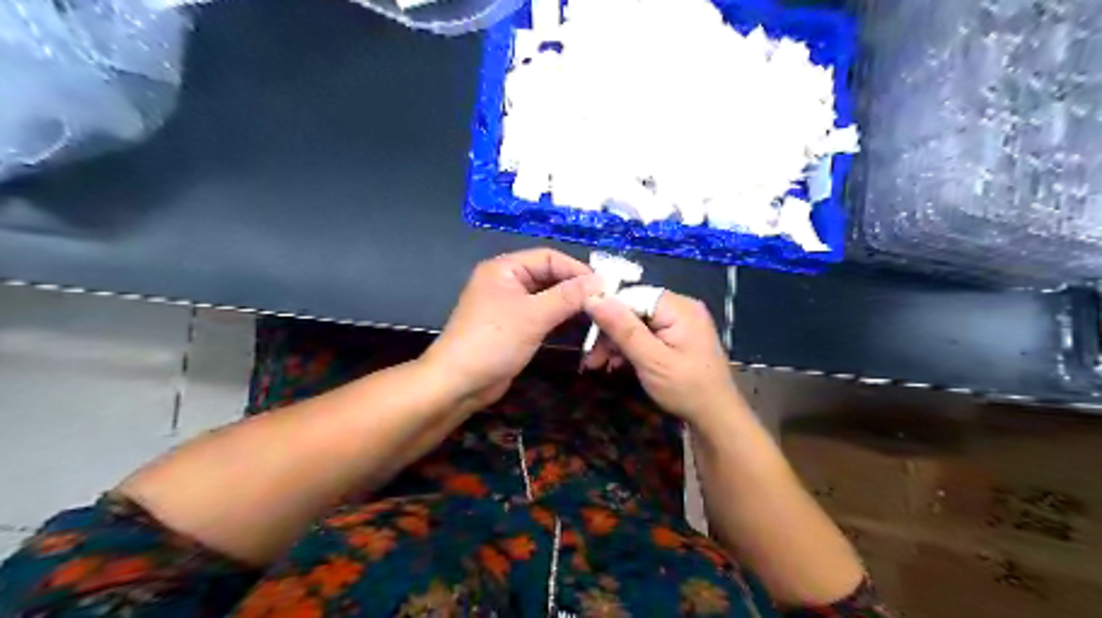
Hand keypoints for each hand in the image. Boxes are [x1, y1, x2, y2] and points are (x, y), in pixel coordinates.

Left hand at [423, 245, 600, 409]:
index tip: (604, 286)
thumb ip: (568, 296)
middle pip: (549, 276)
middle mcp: (507, 281)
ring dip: (569, 306)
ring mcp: (510, 305)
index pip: (549, 257)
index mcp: (505, 268)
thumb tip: (601, 280)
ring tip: (597, 316)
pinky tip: (579, 328)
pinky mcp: (514, 327)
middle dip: (575, 288)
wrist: (459, 383)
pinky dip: (560, 320)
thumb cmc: (493, 341)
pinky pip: (542, 316)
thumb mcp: (533, 316)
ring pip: (548, 297)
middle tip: (604, 303)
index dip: (576, 269)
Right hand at [585, 290, 739, 423]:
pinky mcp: (676, 337)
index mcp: (678, 307)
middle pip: (633, 309)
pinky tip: (617, 363)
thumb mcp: (650, 360)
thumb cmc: (686, 389)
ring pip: (636, 322)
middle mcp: (680, 308)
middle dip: (610, 332)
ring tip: (600, 365)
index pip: (632, 295)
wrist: (717, 419)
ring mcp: (679, 322)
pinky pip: (646, 333)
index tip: (587, 335)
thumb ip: (622, 328)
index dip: (606, 311)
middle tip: (592, 359)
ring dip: (616, 342)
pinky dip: (630, 347)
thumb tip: (592, 297)